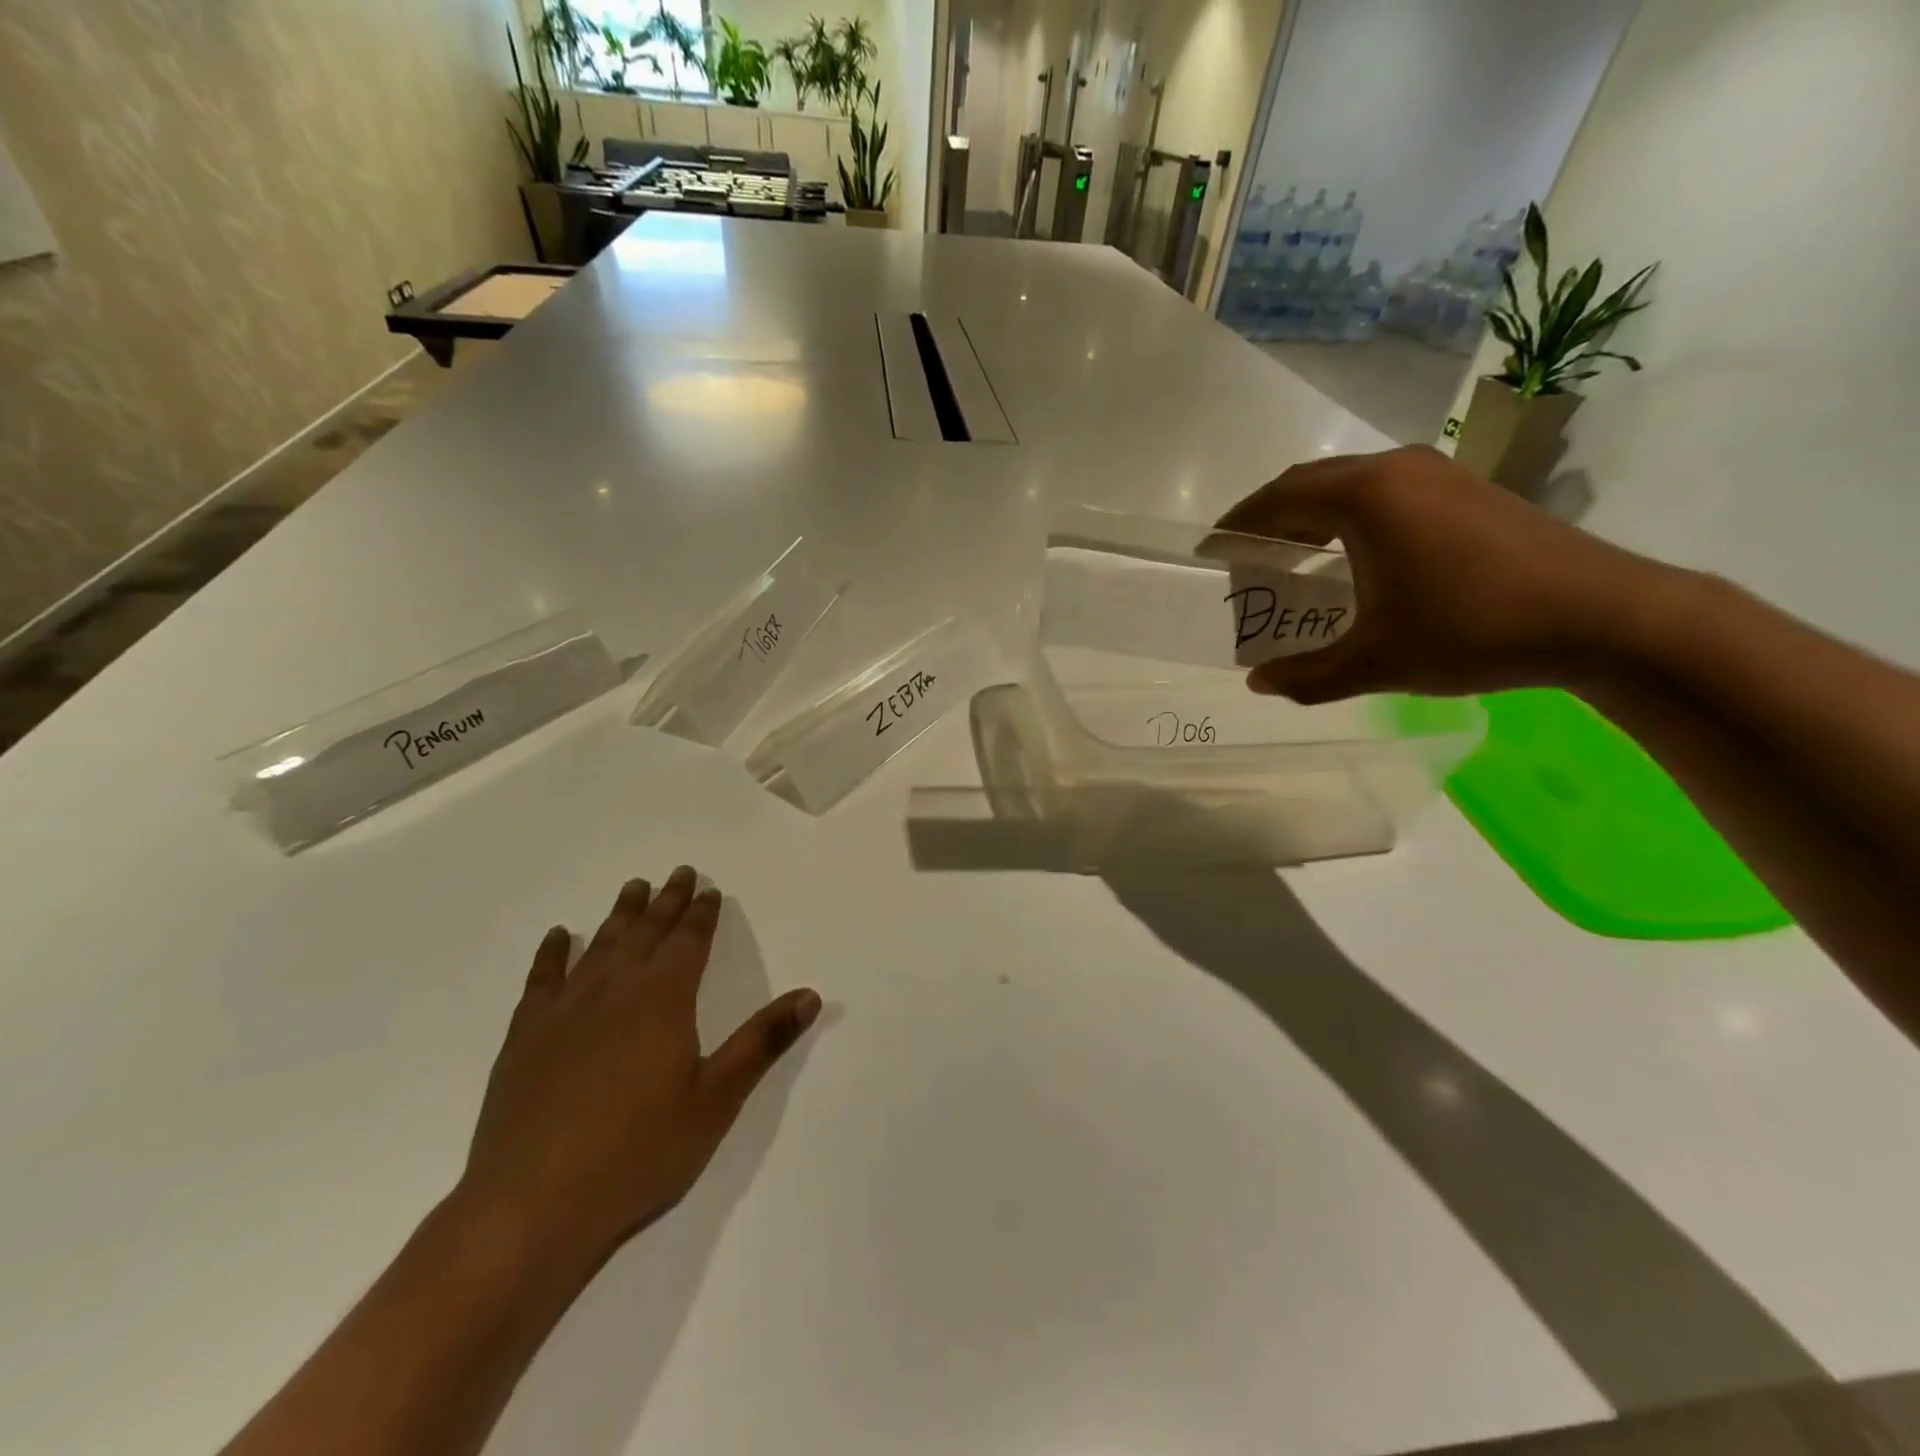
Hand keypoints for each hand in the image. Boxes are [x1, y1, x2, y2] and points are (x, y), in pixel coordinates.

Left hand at [460, 865, 821, 1270]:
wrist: (532, 1204)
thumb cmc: (638, 1152)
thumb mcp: (716, 1100)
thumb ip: (761, 1042)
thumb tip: (809, 995)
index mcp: (664, 1000)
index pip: (688, 942)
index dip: (701, 914)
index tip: (707, 889)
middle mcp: (615, 990)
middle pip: (646, 933)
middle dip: (666, 902)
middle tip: (678, 873)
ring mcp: (565, 1011)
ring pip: (599, 946)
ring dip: (620, 915)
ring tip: (633, 888)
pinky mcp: (525, 1037)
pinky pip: (542, 979)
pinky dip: (552, 954)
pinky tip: (559, 937)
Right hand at [1214, 446, 1668, 701]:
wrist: (1605, 617)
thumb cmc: (1472, 630)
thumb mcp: (1376, 662)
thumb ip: (1307, 675)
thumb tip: (1259, 683)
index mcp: (1365, 496)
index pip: (1278, 498)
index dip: (1237, 525)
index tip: (1211, 551)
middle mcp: (1397, 470)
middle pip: (1310, 482)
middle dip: (1270, 516)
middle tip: (1245, 556)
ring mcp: (1438, 474)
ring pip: (1351, 483)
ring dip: (1312, 515)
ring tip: (1291, 558)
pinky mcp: (1468, 490)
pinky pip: (1385, 492)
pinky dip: (1350, 517)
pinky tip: (1353, 557)